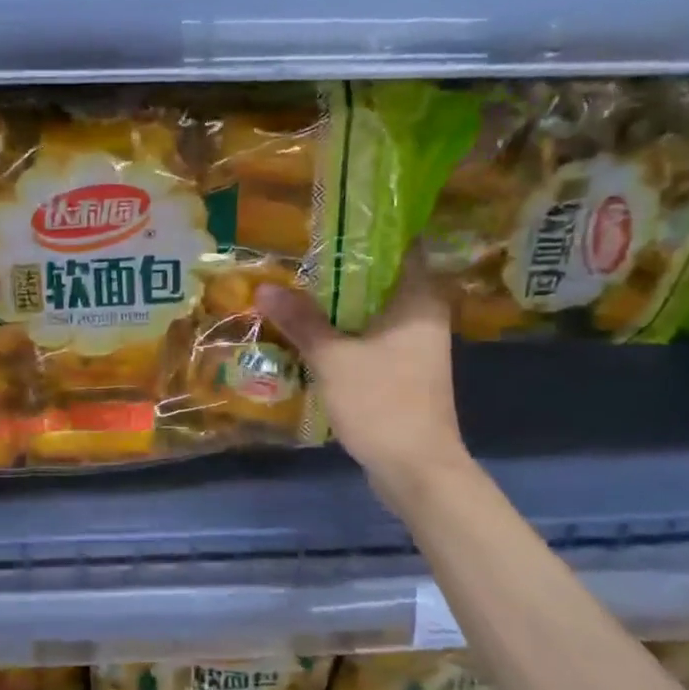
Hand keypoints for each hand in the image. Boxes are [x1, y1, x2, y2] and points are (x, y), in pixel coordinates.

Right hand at [255, 247, 465, 479]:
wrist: (415, 468)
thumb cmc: (381, 402)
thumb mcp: (333, 358)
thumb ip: (301, 320)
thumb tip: (264, 287)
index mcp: (419, 300)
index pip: (403, 245)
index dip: (370, 230)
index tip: (332, 222)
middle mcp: (424, 315)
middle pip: (383, 278)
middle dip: (343, 268)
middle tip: (301, 255)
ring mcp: (416, 345)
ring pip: (375, 309)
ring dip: (341, 302)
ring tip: (298, 287)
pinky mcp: (404, 370)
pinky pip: (373, 336)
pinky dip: (347, 330)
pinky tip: (313, 331)